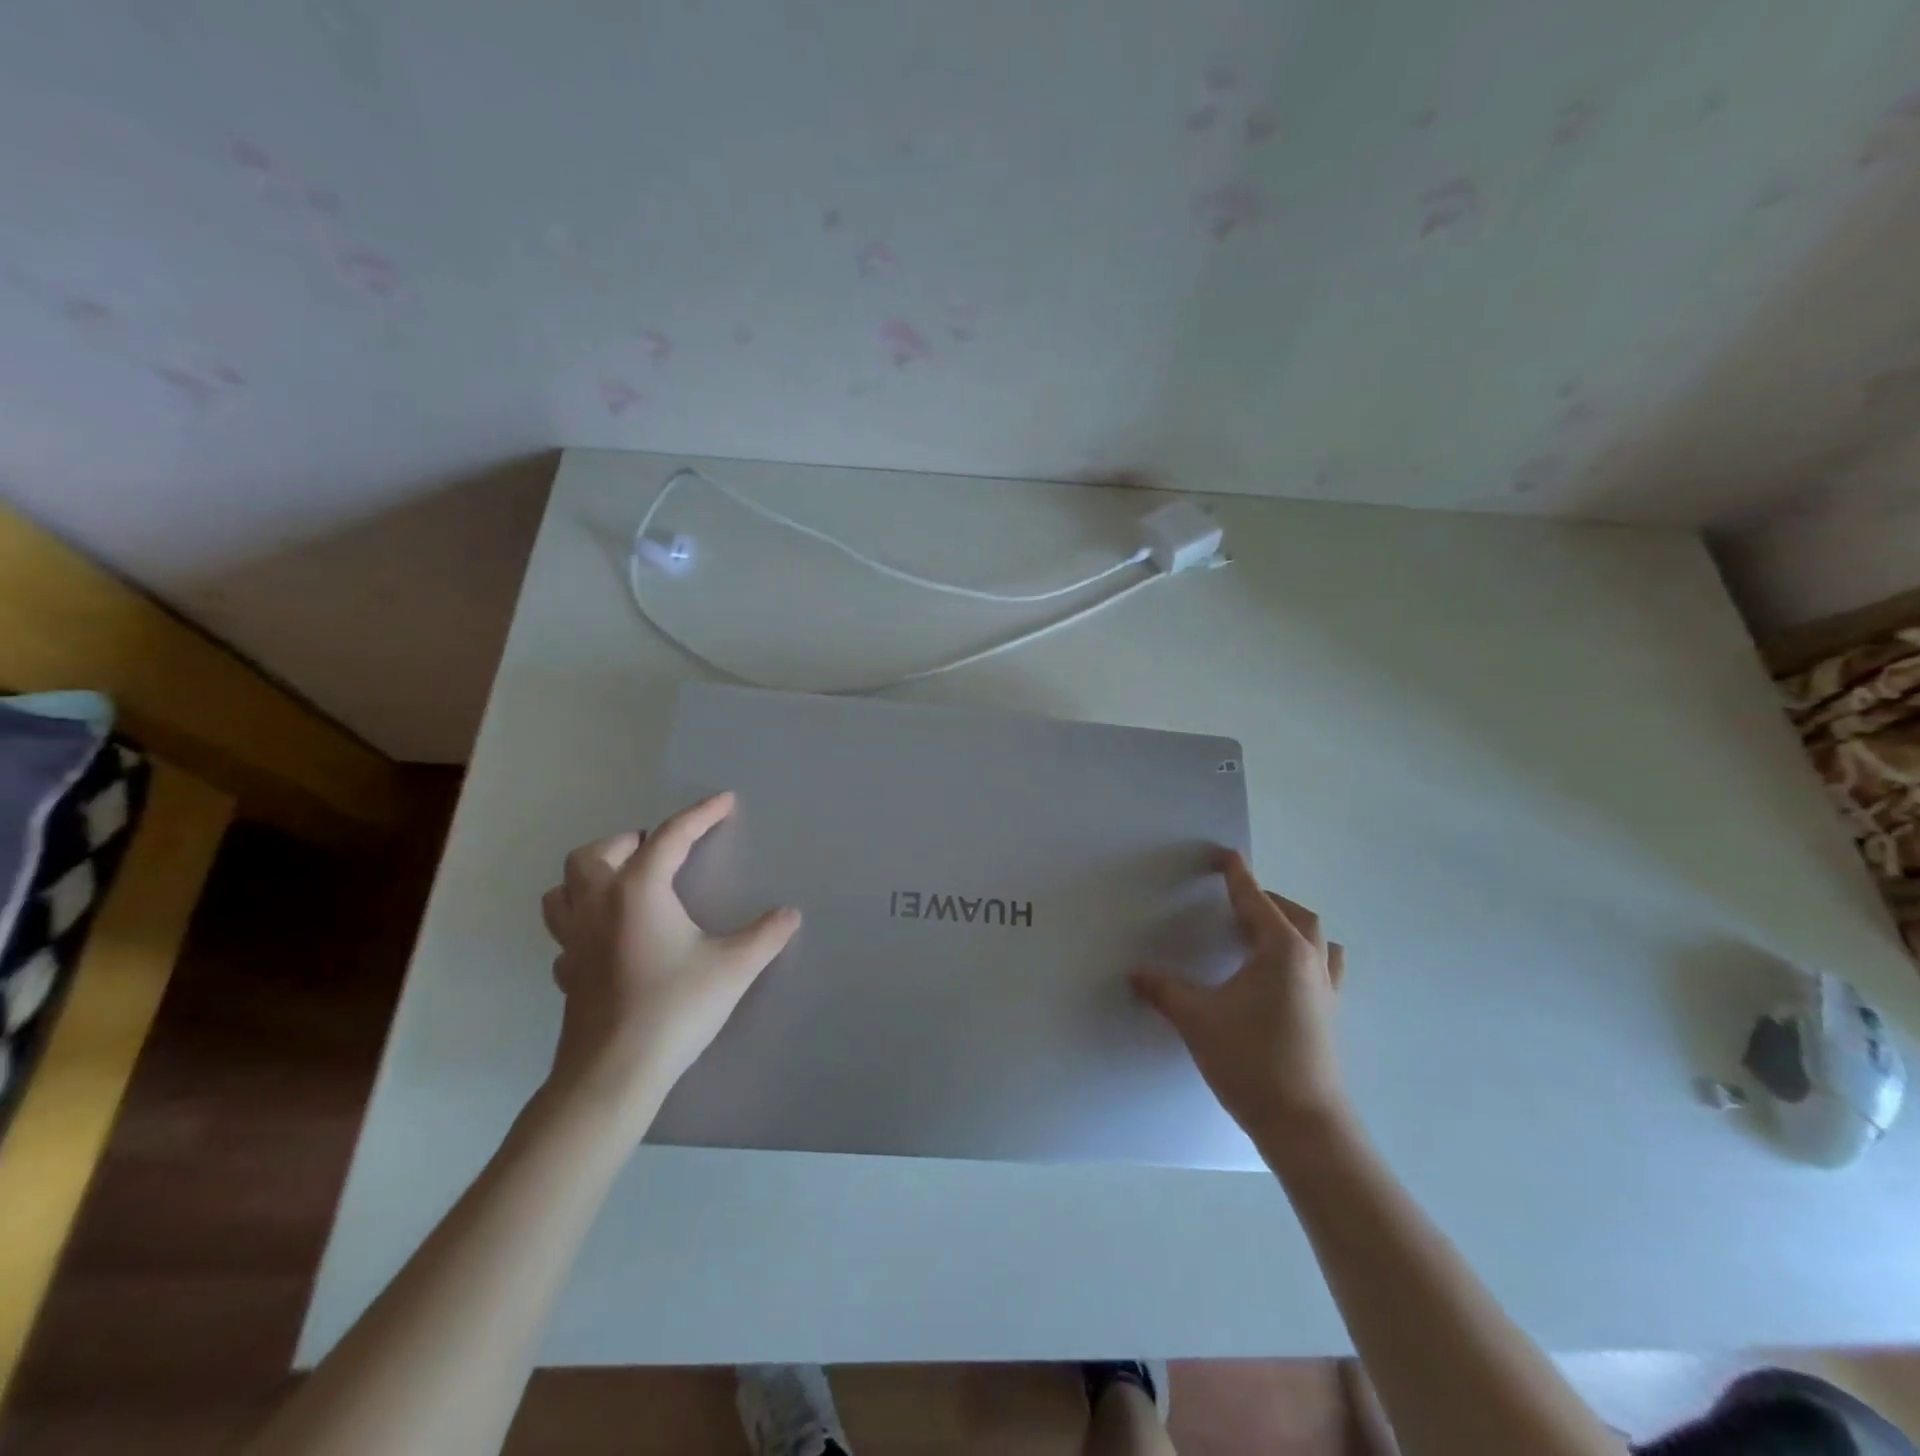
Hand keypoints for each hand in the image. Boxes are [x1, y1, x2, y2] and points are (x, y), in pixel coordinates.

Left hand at [540, 791, 799, 1120]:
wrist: (614, 1073)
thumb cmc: (675, 1007)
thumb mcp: (733, 967)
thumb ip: (765, 935)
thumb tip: (789, 914)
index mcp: (638, 891)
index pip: (671, 837)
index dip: (701, 814)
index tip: (725, 801)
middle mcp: (598, 905)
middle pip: (596, 853)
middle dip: (629, 842)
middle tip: (661, 852)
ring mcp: (573, 941)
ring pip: (563, 890)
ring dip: (590, 876)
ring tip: (623, 884)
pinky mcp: (566, 974)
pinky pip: (565, 934)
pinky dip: (583, 924)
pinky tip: (608, 940)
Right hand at [1131, 850, 1348, 1149]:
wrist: (1304, 1125)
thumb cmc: (1251, 1061)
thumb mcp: (1197, 1019)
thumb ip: (1164, 990)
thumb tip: (1135, 972)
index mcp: (1281, 951)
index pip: (1256, 900)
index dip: (1237, 877)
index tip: (1225, 855)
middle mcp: (1310, 963)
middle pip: (1295, 915)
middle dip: (1266, 900)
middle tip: (1234, 903)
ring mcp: (1326, 991)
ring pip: (1317, 941)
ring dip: (1292, 927)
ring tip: (1262, 935)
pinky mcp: (1330, 1016)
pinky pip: (1323, 969)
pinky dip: (1304, 957)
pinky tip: (1281, 977)